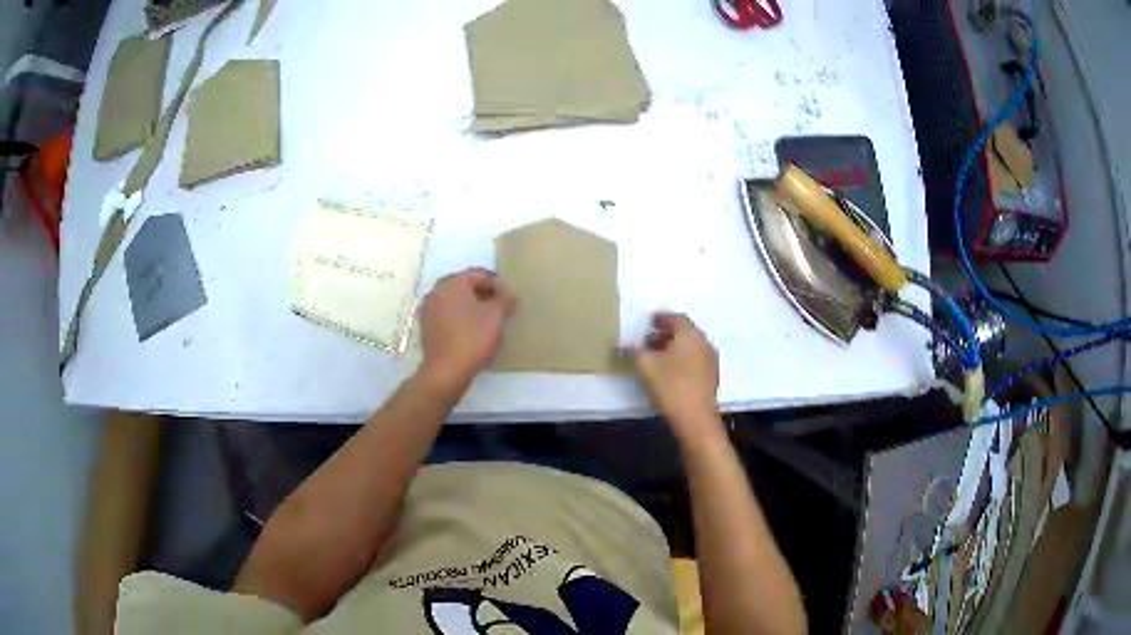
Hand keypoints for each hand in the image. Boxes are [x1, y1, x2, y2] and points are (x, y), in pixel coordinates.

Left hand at [418, 268, 516, 389]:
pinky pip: (448, 317)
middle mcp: (436, 292)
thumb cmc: (472, 338)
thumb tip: (509, 294)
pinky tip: (473, 333)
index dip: (498, 285)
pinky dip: (461, 320)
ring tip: (489, 322)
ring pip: (456, 303)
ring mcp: (429, 311)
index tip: (510, 300)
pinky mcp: (427, 329)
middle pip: (465, 287)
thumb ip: (505, 299)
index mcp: (452, 283)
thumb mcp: (496, 316)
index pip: (478, 275)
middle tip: (501, 309)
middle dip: (484, 296)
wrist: (445, 371)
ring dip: (472, 308)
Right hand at [630, 312, 723, 443]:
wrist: (696, 418)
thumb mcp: (646, 366)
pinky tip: (670, 370)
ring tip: (656, 356)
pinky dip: (682, 358)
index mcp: (690, 335)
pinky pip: (695, 359)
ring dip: (674, 347)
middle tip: (649, 339)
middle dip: (667, 333)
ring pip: (690, 346)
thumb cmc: (671, 386)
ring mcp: (710, 360)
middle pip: (685, 332)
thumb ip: (636, 350)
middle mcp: (703, 343)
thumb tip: (630, 343)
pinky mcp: (711, 376)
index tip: (650, 320)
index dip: (662, 318)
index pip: (676, 318)